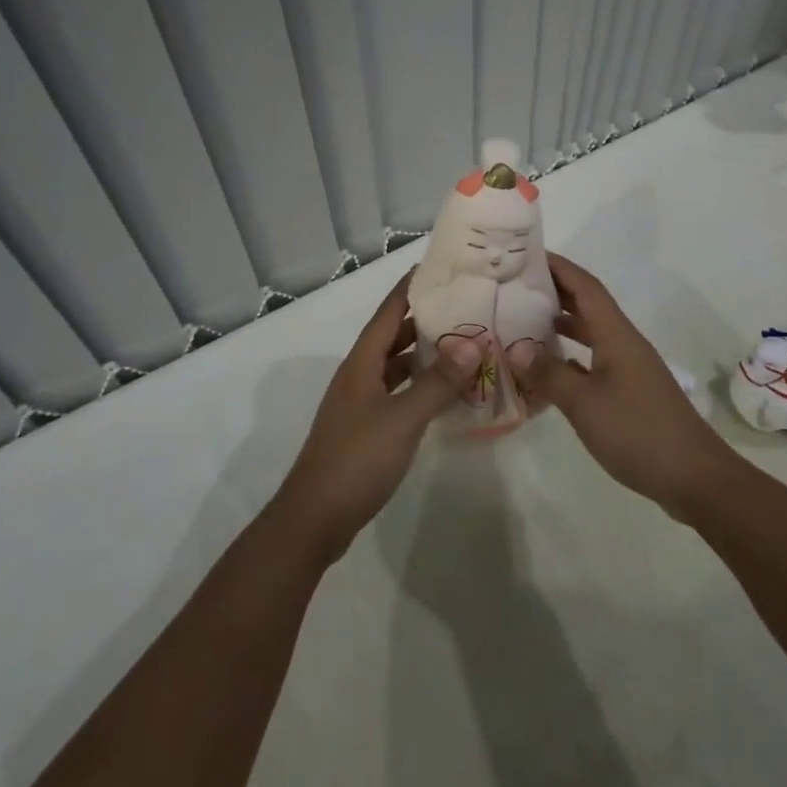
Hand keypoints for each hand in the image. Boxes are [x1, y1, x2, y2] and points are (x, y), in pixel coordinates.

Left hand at [271, 271, 479, 563]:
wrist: (314, 519)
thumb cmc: (357, 459)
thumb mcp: (403, 418)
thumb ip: (437, 382)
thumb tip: (472, 342)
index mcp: (362, 362)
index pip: (388, 312)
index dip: (410, 288)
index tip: (438, 267)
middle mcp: (359, 375)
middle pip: (392, 336)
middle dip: (424, 319)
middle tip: (463, 306)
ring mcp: (360, 404)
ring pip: (395, 367)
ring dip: (423, 355)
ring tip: (462, 345)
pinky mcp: (366, 429)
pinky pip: (398, 393)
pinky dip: (420, 386)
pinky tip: (444, 393)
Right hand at [518, 254, 740, 519]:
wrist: (695, 477)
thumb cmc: (638, 432)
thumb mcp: (584, 404)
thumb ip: (549, 374)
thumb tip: (517, 348)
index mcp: (616, 334)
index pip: (585, 286)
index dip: (558, 267)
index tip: (526, 255)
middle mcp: (624, 342)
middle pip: (588, 304)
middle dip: (555, 290)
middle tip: (515, 286)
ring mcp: (629, 367)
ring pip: (591, 332)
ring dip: (562, 322)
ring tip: (525, 320)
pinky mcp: (630, 391)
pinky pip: (594, 358)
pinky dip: (571, 354)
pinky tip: (550, 367)